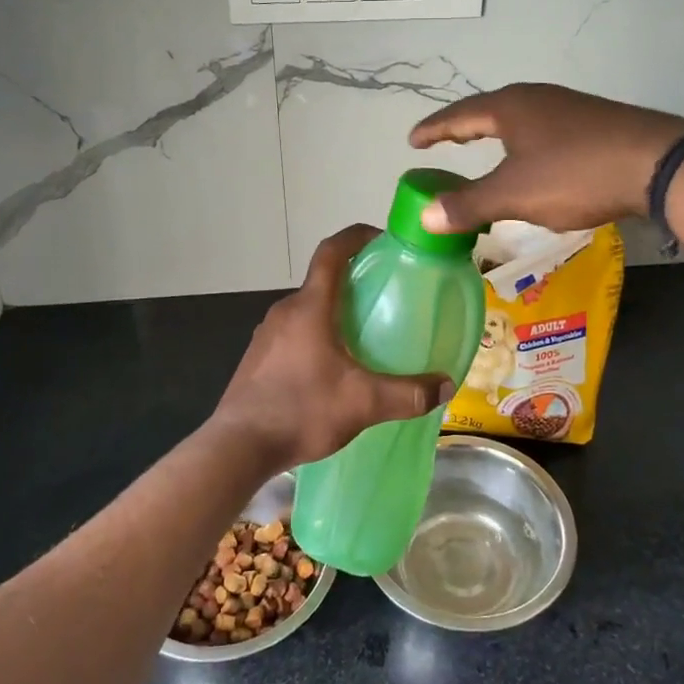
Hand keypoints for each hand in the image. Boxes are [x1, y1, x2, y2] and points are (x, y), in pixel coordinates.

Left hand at [213, 225, 454, 467]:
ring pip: (308, 308)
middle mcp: (285, 311)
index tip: (382, 238)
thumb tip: (445, 385)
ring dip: (334, 310)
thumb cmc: (300, 410)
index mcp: (309, 307)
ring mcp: (267, 333)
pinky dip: (317, 333)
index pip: (331, 252)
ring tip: (365, 332)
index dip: (356, 236)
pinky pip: (294, 331)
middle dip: (354, 280)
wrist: (238, 446)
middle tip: (386, 294)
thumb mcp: (362, 403)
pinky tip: (333, 366)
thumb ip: (407, 394)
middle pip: (322, 280)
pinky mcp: (259, 357)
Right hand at [410, 84, 683, 233]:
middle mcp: (536, 98)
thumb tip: (424, 215)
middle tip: (443, 141)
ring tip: (483, 148)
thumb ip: (468, 204)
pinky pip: (543, 128)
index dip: (433, 130)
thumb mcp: (514, 194)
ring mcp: (568, 106)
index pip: (458, 115)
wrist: (657, 162)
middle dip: (463, 127)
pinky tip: (535, 159)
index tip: (413, 141)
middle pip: (488, 110)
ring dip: (495, 133)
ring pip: (519, 118)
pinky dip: (523, 143)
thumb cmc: (575, 174)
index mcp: (509, 107)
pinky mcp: (594, 121)